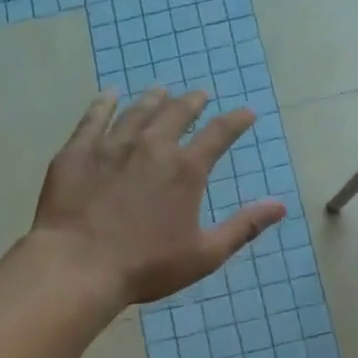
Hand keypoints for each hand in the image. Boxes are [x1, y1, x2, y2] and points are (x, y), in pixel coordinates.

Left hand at [31, 87, 286, 304]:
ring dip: (153, 99)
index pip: (219, 134)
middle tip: (200, 95)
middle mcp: (152, 146)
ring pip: (137, 111)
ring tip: (161, 91)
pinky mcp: (77, 152)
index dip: (236, 121)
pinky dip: (103, 103)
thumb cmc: (146, 265)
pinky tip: (108, 94)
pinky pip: (93, 118)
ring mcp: (111, 145)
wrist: (78, 266)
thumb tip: (280, 206)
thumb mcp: (205, 254)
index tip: (246, 113)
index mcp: (186, 169)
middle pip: (177, 113)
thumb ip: (244, 226)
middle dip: (193, 102)